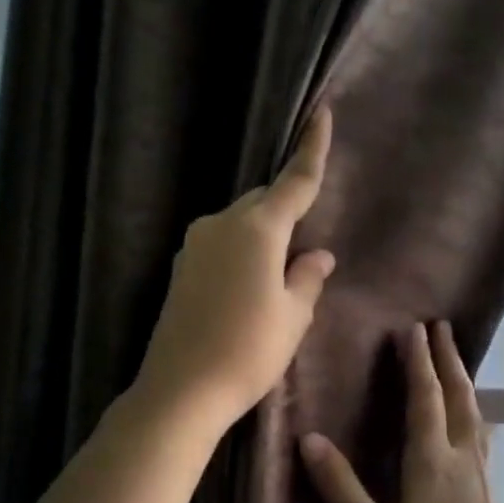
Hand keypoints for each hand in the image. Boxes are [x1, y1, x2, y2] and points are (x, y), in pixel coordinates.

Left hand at [136, 106, 335, 430]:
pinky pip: (221, 245)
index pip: (294, 182)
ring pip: (240, 224)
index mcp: (257, 229)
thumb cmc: (248, 351)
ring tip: (277, 276)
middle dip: (286, 209)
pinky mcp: (181, 269)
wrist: (182, 388)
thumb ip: (307, 278)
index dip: (312, 149)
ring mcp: (195, 246)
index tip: (323, 114)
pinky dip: (241, 252)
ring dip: (262, 235)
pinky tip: (248, 286)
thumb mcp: (293, 316)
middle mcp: (221, 225)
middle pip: (263, 202)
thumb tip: (319, 255)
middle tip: (305, 245)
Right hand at [299, 322, 503, 502]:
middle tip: (439, 326)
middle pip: (457, 395)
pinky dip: (470, 408)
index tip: (411, 328)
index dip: (417, 362)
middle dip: (446, 358)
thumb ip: (341, 489)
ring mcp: (478, 475)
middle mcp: (461, 458)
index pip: (425, 398)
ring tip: (454, 358)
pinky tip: (469, 419)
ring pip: (473, 412)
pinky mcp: (485, 492)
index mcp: (432, 462)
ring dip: (461, 379)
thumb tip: (309, 439)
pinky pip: (478, 432)